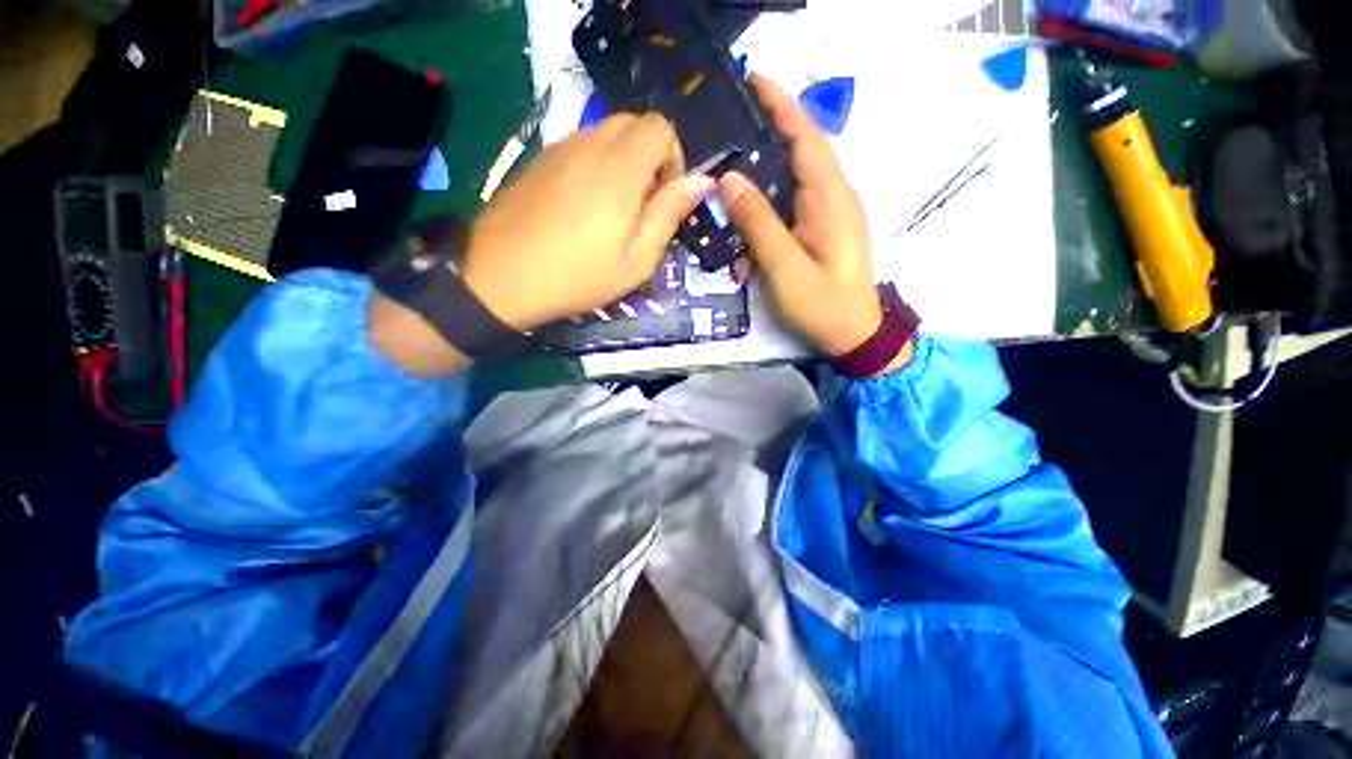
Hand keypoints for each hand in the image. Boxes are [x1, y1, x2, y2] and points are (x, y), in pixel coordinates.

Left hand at [463, 113, 713, 330]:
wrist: (501, 277)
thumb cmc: (578, 276)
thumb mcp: (637, 260)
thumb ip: (669, 214)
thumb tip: (701, 181)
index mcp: (620, 168)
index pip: (660, 127)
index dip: (673, 158)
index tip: (665, 198)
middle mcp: (590, 144)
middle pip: (634, 124)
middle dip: (650, 157)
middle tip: (642, 206)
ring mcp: (559, 148)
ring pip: (605, 133)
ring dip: (623, 162)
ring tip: (613, 211)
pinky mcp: (539, 160)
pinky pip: (580, 146)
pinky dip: (596, 165)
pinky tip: (583, 207)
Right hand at [721, 75, 910, 371]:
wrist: (854, 337)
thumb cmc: (822, 305)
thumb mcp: (784, 268)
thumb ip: (758, 223)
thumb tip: (730, 179)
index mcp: (830, 199)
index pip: (805, 136)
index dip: (780, 104)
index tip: (751, 79)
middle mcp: (833, 197)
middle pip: (797, 153)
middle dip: (764, 137)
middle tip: (725, 131)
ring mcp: (829, 215)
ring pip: (790, 185)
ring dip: (759, 192)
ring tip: (727, 196)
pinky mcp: (821, 232)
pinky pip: (790, 212)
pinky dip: (766, 221)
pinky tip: (746, 247)